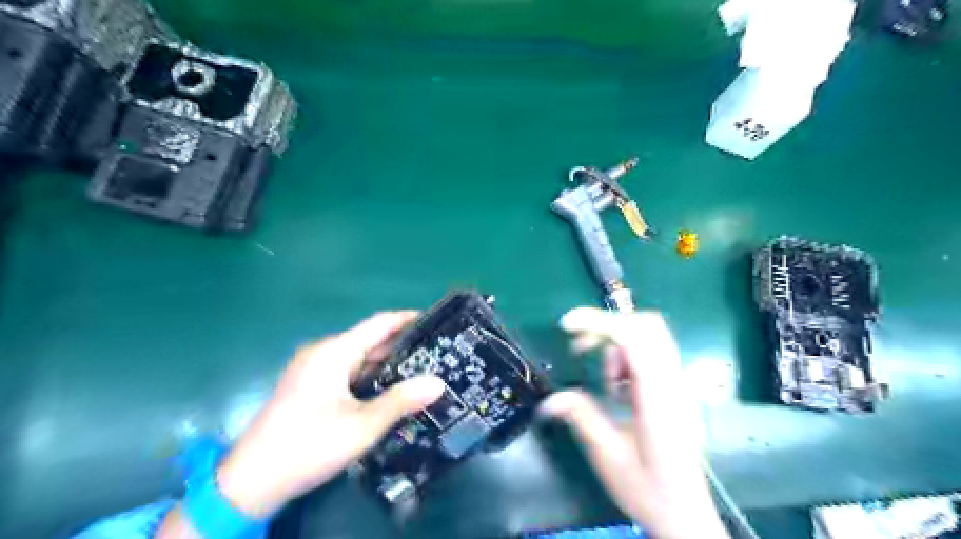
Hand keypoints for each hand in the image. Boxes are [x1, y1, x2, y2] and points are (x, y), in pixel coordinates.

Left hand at [157, 310, 444, 536]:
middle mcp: (323, 353)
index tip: (437, 322)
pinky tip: (391, 389)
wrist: (250, 482)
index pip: (380, 323)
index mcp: (334, 352)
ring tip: (423, 369)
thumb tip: (438, 383)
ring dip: (388, 363)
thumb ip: (401, 401)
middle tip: (438, 352)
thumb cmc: (308, 447)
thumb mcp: (361, 427)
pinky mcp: (310, 386)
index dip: (409, 319)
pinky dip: (371, 376)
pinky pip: (348, 372)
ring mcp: (314, 370)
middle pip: (370, 340)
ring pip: (360, 358)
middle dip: (403, 345)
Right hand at [539, 307, 728, 538]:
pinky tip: (618, 389)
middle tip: (580, 348)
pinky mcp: (675, 390)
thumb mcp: (608, 456)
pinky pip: (652, 354)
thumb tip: (547, 400)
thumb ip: (581, 418)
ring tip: (606, 383)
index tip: (567, 326)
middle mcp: (673, 383)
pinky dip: (628, 358)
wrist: (687, 516)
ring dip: (618, 346)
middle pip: (648, 326)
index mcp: (657, 398)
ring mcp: (678, 385)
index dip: (599, 322)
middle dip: (607, 327)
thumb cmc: (650, 490)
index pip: (634, 338)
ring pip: (650, 337)